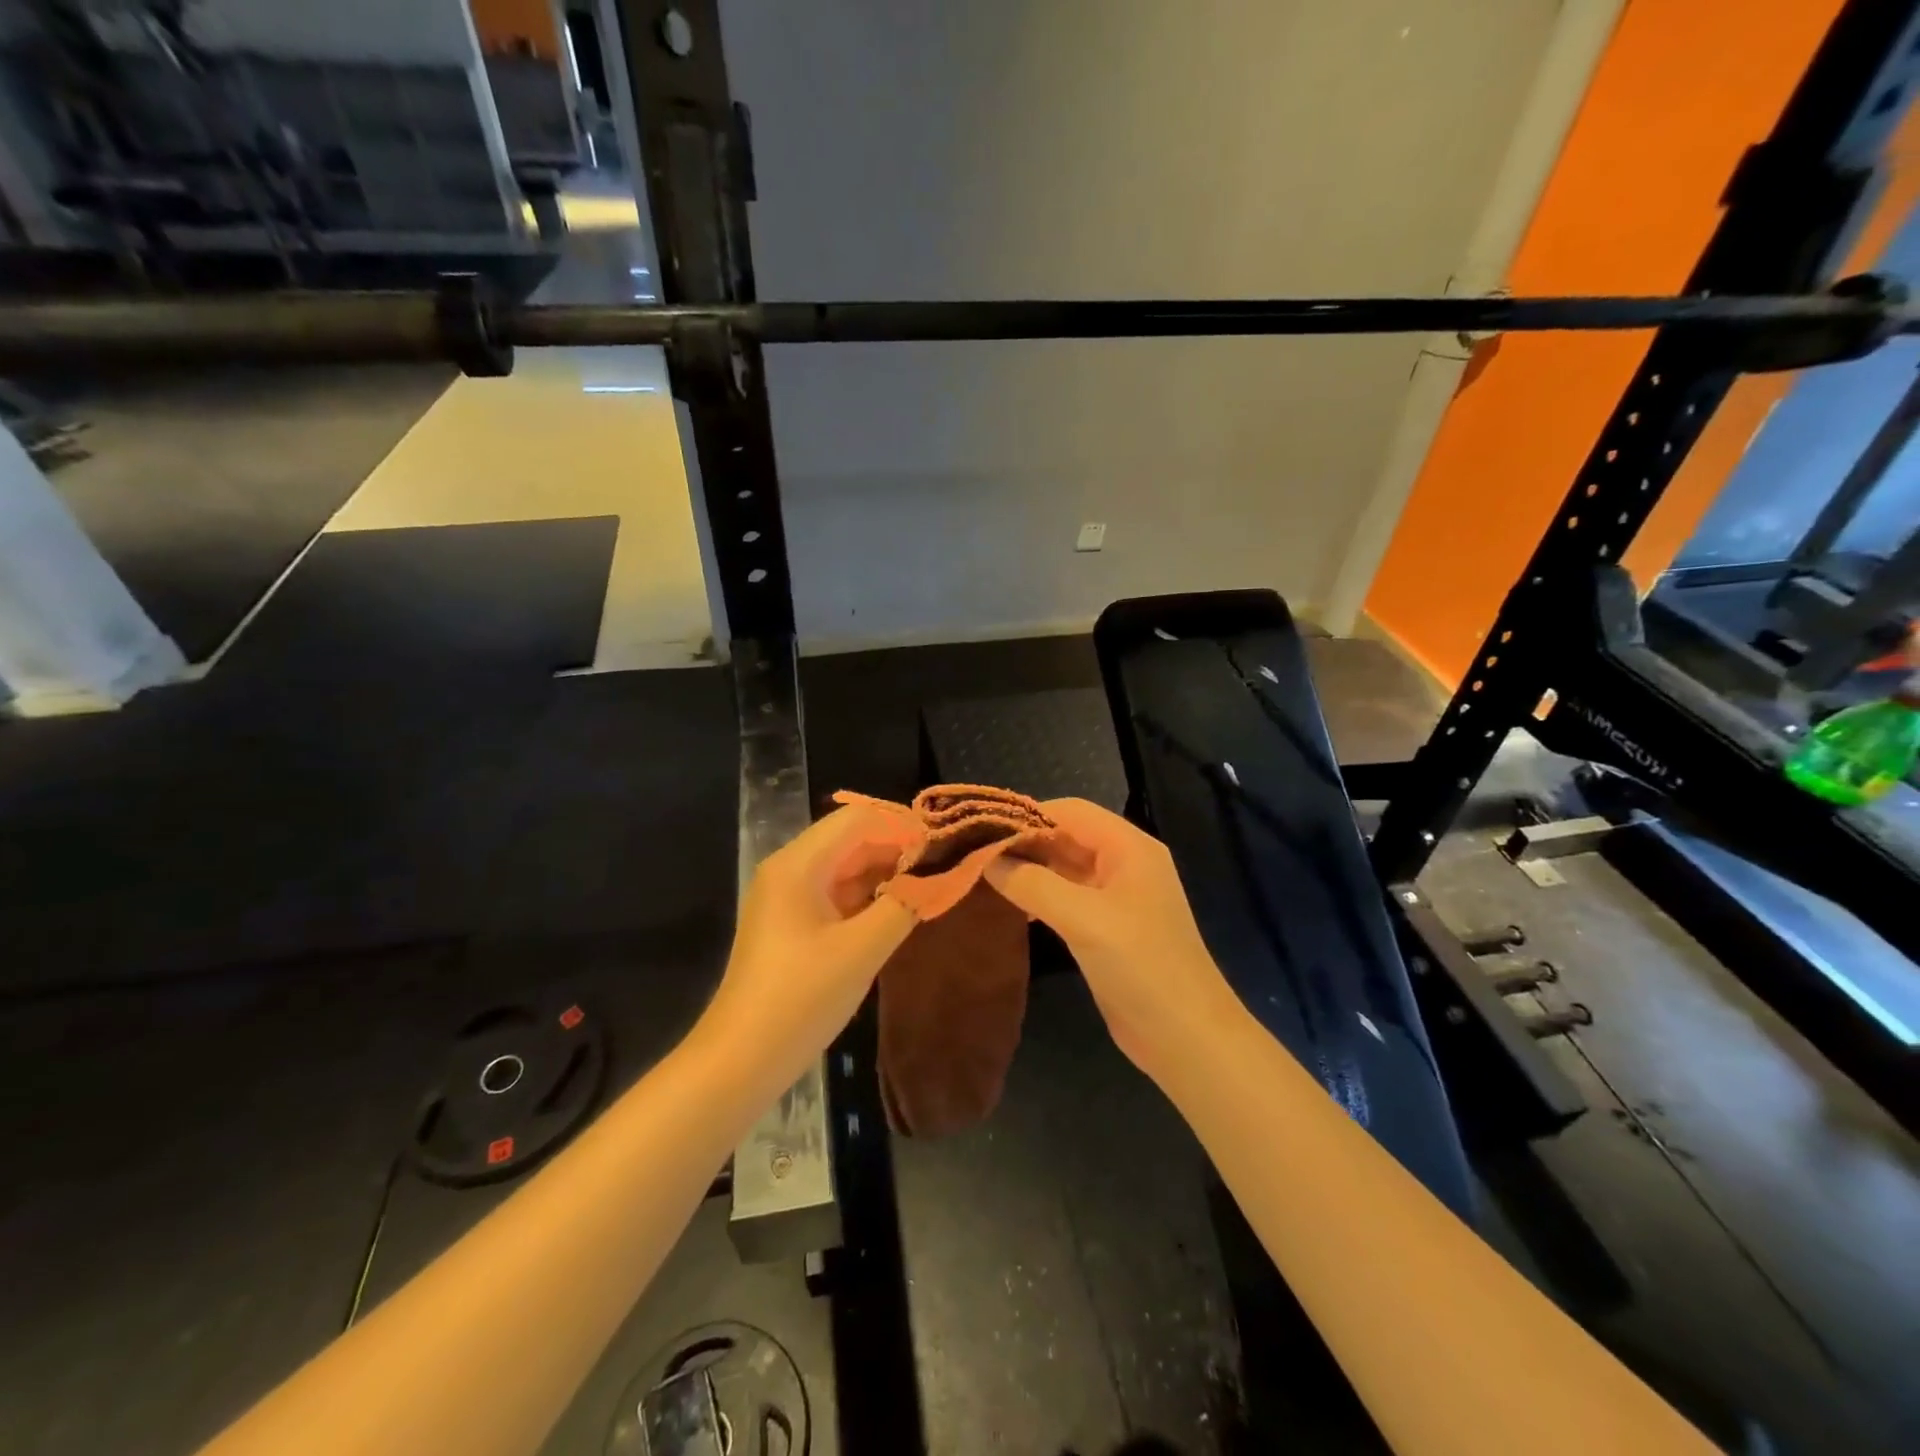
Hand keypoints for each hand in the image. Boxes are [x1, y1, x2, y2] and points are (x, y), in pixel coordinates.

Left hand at [696, 802, 921, 1092]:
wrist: (740, 1060)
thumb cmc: (800, 999)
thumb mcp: (862, 950)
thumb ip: (904, 903)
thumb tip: (941, 875)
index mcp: (799, 864)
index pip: (859, 819)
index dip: (903, 826)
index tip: (943, 846)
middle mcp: (789, 869)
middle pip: (851, 838)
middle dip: (897, 848)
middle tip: (942, 868)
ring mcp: (787, 896)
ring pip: (845, 865)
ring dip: (885, 871)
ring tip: (928, 887)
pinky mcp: (791, 922)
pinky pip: (835, 892)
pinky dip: (867, 895)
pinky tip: (897, 909)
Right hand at [985, 798, 1239, 1079]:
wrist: (1185, 1036)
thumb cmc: (1140, 966)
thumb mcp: (1082, 919)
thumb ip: (1032, 883)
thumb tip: (987, 859)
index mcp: (1129, 847)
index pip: (1071, 811)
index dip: (1027, 815)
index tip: (982, 829)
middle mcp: (1124, 863)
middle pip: (1067, 836)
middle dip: (1025, 842)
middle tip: (976, 854)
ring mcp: (1117, 897)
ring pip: (1065, 867)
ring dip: (1029, 869)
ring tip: (984, 876)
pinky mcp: (1108, 926)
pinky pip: (1067, 896)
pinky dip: (1040, 895)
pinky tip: (1011, 907)